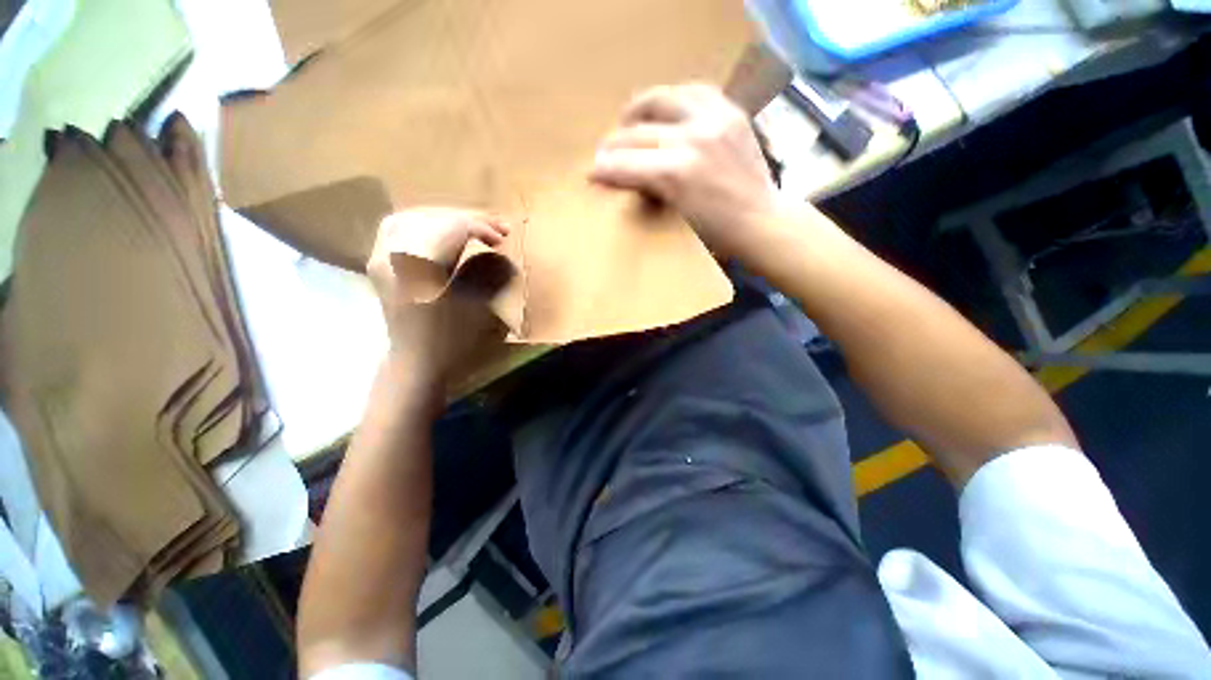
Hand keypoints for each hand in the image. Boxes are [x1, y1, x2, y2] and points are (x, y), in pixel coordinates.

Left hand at [366, 208, 509, 390]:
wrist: (416, 364)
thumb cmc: (449, 342)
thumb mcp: (475, 308)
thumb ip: (487, 274)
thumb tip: (500, 254)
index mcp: (416, 266)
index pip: (450, 228)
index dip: (481, 227)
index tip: (504, 237)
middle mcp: (391, 254)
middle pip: (429, 217)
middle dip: (466, 218)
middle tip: (494, 227)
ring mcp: (381, 258)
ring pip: (411, 218)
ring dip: (445, 217)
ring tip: (471, 226)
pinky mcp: (381, 264)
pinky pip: (399, 229)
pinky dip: (425, 224)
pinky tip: (442, 231)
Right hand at [590, 84, 781, 258]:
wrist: (761, 222)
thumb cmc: (716, 235)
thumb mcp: (674, 217)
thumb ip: (646, 191)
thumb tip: (618, 176)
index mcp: (677, 173)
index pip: (626, 163)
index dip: (603, 168)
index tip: (591, 172)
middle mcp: (693, 138)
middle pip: (637, 133)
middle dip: (613, 144)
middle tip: (604, 154)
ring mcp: (714, 119)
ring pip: (660, 99)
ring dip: (637, 110)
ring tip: (627, 121)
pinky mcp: (731, 111)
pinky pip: (693, 91)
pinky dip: (673, 98)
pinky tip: (665, 110)